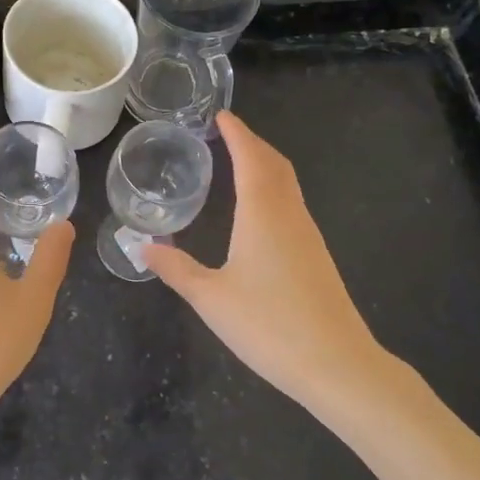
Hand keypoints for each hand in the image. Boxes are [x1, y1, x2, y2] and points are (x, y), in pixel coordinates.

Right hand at [143, 113, 402, 409]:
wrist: (336, 364)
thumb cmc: (268, 325)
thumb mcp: (210, 298)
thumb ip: (176, 269)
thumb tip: (142, 247)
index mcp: (263, 214)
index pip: (251, 158)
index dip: (237, 133)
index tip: (222, 115)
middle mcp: (290, 215)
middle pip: (275, 164)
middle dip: (252, 143)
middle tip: (226, 134)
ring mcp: (308, 236)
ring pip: (288, 185)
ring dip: (265, 165)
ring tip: (239, 163)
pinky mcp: (317, 257)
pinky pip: (292, 206)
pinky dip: (274, 190)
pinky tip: (259, 212)